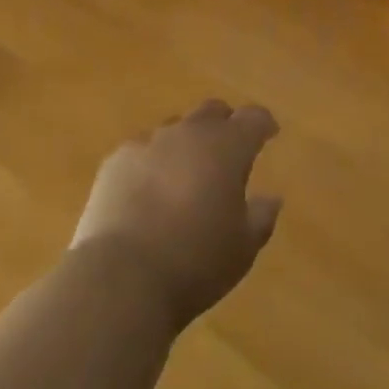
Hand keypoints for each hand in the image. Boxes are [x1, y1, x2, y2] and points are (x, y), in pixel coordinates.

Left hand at [72, 100, 281, 331]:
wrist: (123, 277)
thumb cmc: (196, 262)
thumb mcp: (243, 248)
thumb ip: (261, 216)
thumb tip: (271, 198)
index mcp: (227, 147)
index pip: (253, 118)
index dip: (263, 123)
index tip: (269, 133)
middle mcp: (188, 133)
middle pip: (212, 111)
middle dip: (224, 125)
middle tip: (228, 151)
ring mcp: (148, 142)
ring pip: (174, 129)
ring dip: (185, 145)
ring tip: (185, 176)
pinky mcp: (116, 160)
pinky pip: (141, 150)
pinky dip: (151, 163)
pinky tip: (147, 192)